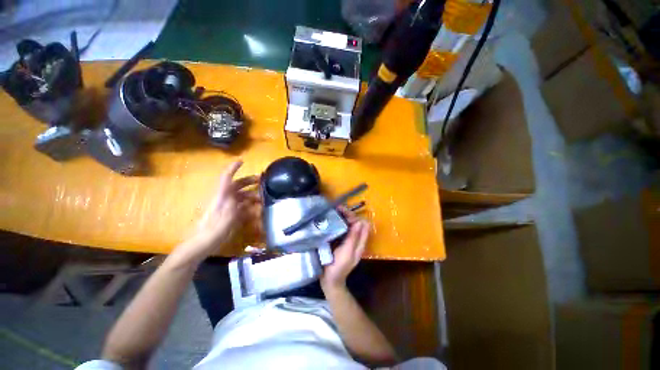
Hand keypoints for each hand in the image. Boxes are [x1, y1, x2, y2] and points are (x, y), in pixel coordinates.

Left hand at [175, 160, 258, 262]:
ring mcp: (227, 207)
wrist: (203, 244)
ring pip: (240, 197)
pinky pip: (241, 207)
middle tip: (261, 181)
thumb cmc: (214, 229)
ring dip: (251, 195)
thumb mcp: (227, 215)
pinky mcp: (229, 215)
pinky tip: (256, 210)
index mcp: (222, 195)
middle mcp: (224, 199)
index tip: (242, 161)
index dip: (233, 168)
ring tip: (262, 199)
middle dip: (249, 181)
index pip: (227, 177)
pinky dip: (249, 206)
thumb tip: (243, 195)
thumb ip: (235, 203)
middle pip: (237, 186)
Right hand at [321, 208, 369, 290]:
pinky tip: (331, 219)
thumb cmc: (339, 266)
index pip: (361, 224)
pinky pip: (341, 229)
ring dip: (343, 217)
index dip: (353, 216)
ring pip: (348, 224)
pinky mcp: (340, 241)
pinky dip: (338, 223)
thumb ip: (354, 238)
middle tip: (337, 208)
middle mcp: (355, 239)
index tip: (343, 210)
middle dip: (348, 214)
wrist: (330, 280)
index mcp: (360, 242)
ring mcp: (348, 240)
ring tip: (333, 211)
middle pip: (355, 222)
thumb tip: (360, 222)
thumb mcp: (347, 252)